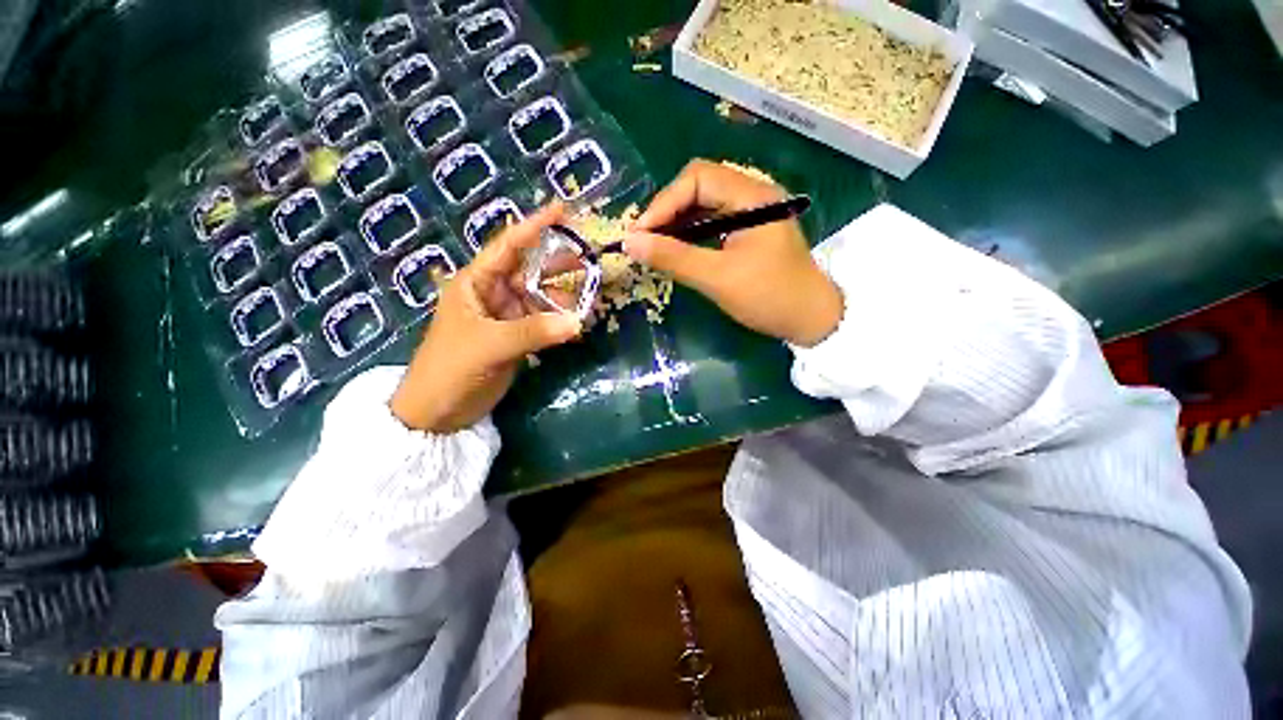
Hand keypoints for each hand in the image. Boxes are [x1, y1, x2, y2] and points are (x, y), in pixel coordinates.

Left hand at [389, 204, 581, 432]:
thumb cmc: (451, 368)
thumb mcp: (490, 345)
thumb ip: (534, 333)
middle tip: (591, 259)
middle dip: (560, 265)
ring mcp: (507, 317)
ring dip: (565, 300)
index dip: (535, 226)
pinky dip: (561, 323)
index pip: (508, 246)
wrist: (438, 412)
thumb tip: (578, 323)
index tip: (563, 210)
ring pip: (542, 299)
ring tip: (591, 301)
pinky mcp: (517, 338)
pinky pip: (544, 323)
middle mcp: (493, 294)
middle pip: (532, 271)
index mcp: (476, 283)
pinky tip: (578, 326)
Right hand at [624, 160, 842, 346]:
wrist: (811, 320)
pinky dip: (691, 233)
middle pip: (699, 186)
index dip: (663, 203)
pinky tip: (677, 249)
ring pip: (704, 204)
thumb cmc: (769, 297)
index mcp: (752, 196)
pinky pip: (712, 221)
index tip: (640, 234)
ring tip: (654, 246)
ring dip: (677, 222)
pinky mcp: (750, 230)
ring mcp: (753, 212)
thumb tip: (630, 243)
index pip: (697, 178)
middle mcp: (753, 194)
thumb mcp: (718, 278)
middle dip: (668, 211)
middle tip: (645, 241)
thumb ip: (674, 258)